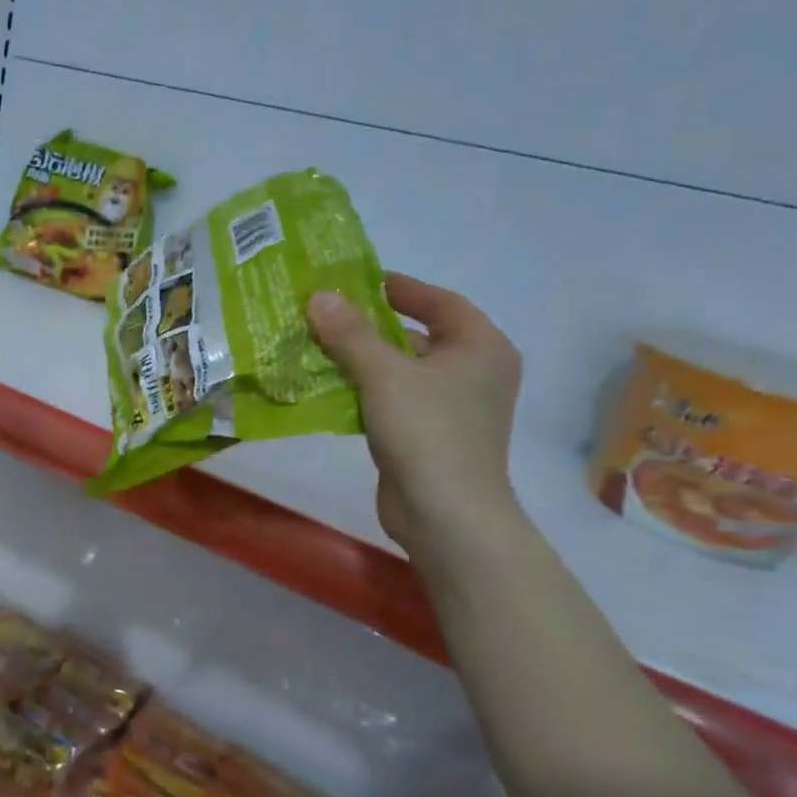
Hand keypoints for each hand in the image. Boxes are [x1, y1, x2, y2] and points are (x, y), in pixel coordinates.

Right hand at [307, 274, 523, 556]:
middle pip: (416, 336)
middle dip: (369, 327)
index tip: (357, 281)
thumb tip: (319, 297)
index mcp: (481, 347)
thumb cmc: (427, 432)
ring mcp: (452, 407)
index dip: (400, 288)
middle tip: (324, 316)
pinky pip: (392, 400)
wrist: (445, 515)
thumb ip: (350, 334)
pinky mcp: (429, 435)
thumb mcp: (384, 375)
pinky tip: (327, 389)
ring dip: (360, 361)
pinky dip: (363, 392)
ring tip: (315, 349)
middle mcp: (474, 372)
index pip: (440, 302)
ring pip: (400, 371)